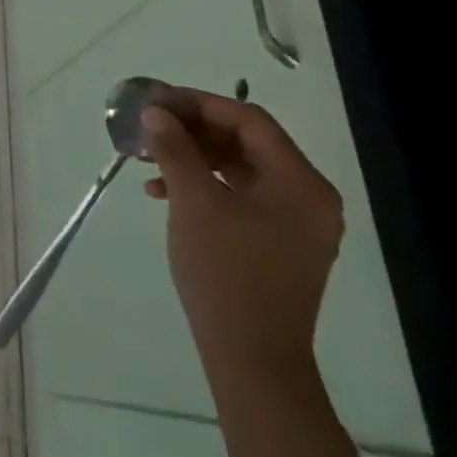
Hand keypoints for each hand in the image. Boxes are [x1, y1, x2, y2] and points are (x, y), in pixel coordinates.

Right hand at [141, 89, 342, 391]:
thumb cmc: (225, 271)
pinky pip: (240, 195)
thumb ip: (175, 149)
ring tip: (148, 158)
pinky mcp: (278, 242)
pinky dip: (203, 185)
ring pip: (239, 168)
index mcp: (301, 183)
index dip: (199, 103)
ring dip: (193, 156)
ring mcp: (295, 222)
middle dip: (193, 129)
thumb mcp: (193, 202)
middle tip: (148, 125)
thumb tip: (156, 113)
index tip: (155, 100)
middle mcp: (308, 197)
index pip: (249, 120)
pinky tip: (163, 192)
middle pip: (246, 142)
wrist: (251, 356)